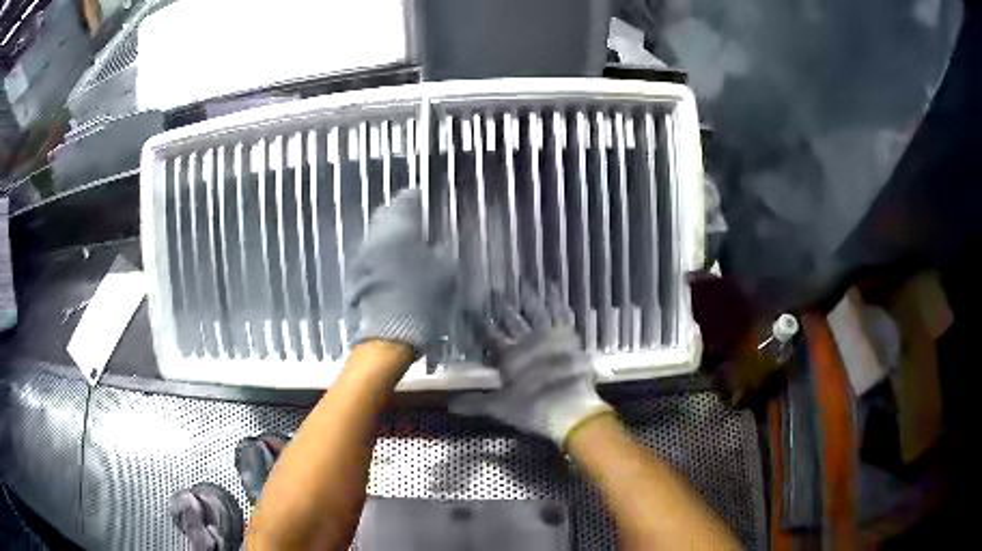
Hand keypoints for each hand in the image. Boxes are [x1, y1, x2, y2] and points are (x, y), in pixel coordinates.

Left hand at [345, 189, 455, 353]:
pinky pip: (371, 255)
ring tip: (406, 250)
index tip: (429, 205)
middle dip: (401, 216)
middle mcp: (375, 234)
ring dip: (390, 237)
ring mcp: (362, 254)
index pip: (407, 197)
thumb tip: (437, 241)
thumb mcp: (446, 271)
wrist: (389, 335)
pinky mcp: (355, 274)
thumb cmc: (423, 299)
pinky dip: (382, 256)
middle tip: (417, 227)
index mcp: (399, 226)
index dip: (419, 199)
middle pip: (387, 213)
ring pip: (377, 235)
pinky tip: (393, 270)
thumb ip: (442, 248)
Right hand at [450, 284, 612, 447]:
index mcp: (510, 355)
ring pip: (536, 309)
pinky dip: (557, 298)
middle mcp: (528, 340)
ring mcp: (550, 335)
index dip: (478, 321)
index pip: (488, 334)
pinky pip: (562, 312)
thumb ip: (475, 403)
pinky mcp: (569, 336)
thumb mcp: (500, 408)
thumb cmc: (533, 408)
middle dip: (501, 305)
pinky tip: (553, 285)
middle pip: (511, 318)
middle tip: (494, 290)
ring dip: (528, 295)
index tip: (468, 308)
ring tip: (521, 279)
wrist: (570, 407)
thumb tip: (449, 405)